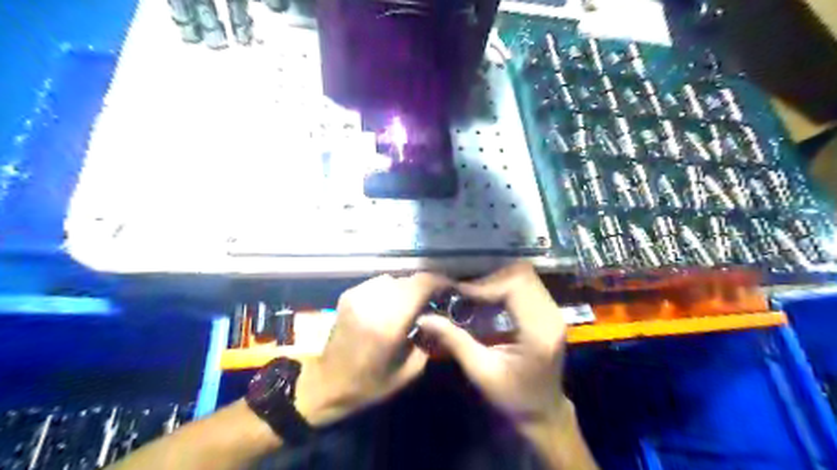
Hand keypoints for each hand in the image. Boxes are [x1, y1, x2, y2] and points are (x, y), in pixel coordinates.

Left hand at [293, 273, 451, 426]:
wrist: (327, 383)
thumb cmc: (370, 383)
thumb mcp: (409, 371)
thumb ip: (428, 339)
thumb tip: (436, 316)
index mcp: (390, 323)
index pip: (421, 285)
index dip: (440, 281)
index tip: (450, 288)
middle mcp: (374, 303)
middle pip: (410, 280)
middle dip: (425, 287)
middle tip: (432, 300)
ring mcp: (358, 296)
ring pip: (394, 279)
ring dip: (406, 289)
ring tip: (410, 304)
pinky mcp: (348, 295)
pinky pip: (378, 283)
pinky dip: (389, 291)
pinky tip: (389, 306)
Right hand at [417, 262, 597, 467]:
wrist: (542, 411)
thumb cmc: (513, 397)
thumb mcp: (480, 372)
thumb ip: (455, 341)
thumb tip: (424, 318)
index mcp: (539, 331)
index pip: (515, 287)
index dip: (485, 285)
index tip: (459, 292)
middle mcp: (552, 315)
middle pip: (522, 274)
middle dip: (490, 277)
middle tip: (465, 291)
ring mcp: (554, 311)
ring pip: (525, 275)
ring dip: (497, 278)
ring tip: (473, 292)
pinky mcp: (549, 311)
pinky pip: (526, 284)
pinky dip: (505, 284)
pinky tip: (487, 296)